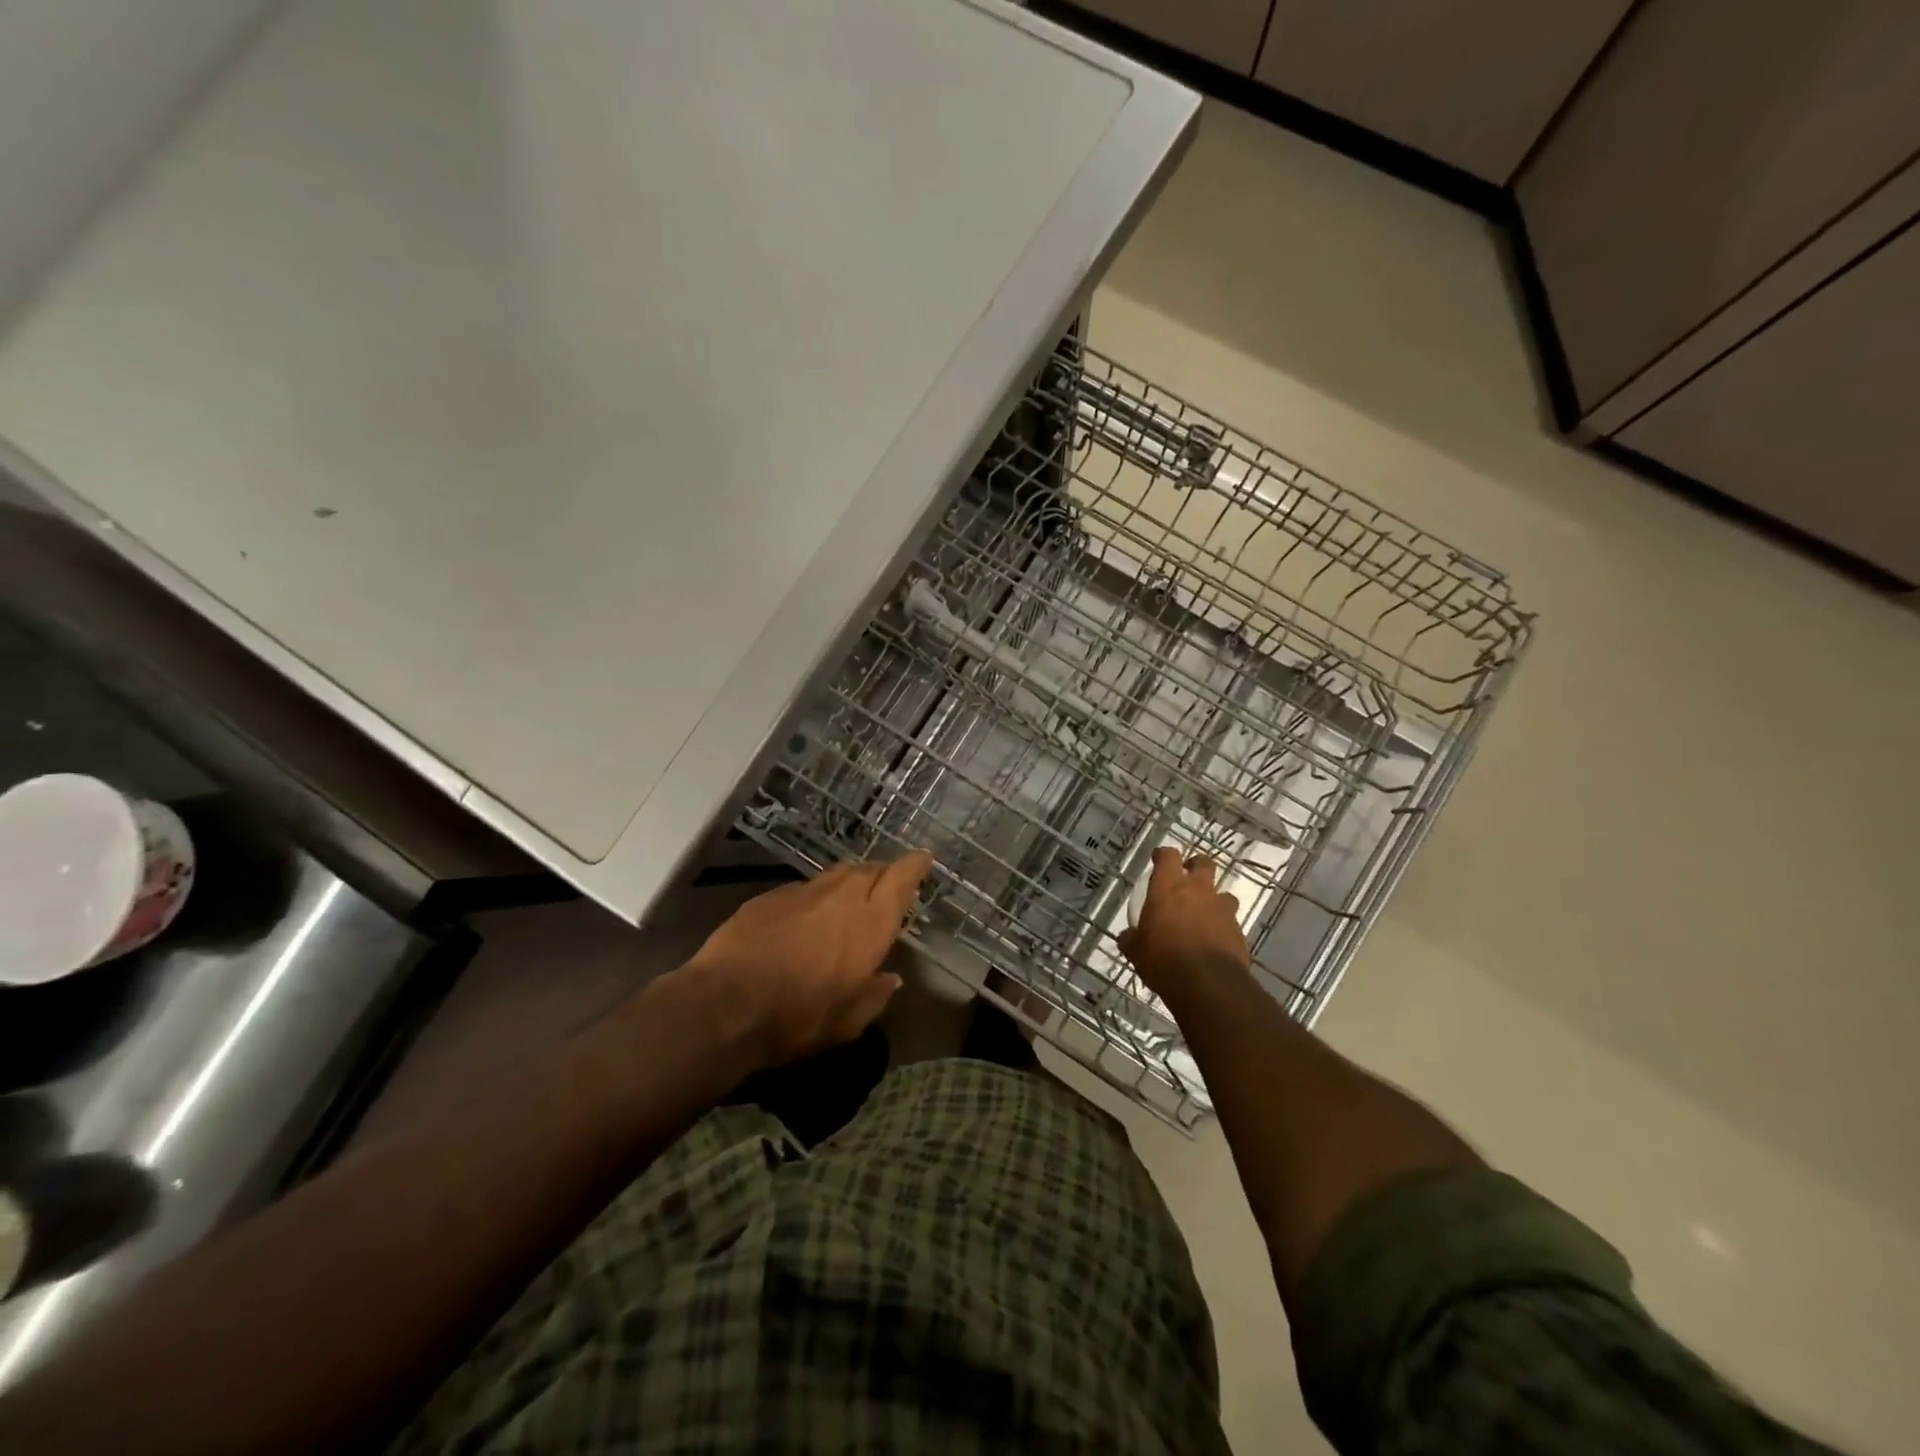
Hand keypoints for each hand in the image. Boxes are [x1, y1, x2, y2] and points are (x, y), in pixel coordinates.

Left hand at [685, 851, 933, 1069]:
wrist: (724, 1004)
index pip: (901, 878)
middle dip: (883, 874)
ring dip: (849, 882)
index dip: (915, 865)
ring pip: (836, 874)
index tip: (924, 857)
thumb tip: (890, 979)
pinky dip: (814, 897)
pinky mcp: (769, 896)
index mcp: (870, 923)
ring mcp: (803, 892)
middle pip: (870, 869)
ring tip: (848, 900)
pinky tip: (805, 918)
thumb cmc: (797, 1018)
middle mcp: (841, 896)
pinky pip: (803, 889)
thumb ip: (874, 996)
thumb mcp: (847, 1023)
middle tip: (887, 888)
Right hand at [1116, 847, 1250, 1008]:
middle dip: (1196, 867)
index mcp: (1168, 887)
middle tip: (1187, 880)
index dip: (1163, 855)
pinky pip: (1231, 923)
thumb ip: (1132, 938)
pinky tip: (1213, 944)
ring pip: (1224, 893)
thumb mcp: (1136, 951)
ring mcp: (1222, 910)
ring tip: (1204, 916)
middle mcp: (1198, 891)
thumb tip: (1127, 937)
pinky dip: (1223, 928)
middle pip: (1204, 863)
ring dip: (1214, 900)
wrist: (1208, 984)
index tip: (1158, 860)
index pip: (1168, 856)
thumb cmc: (1163, 959)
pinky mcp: (1239, 932)